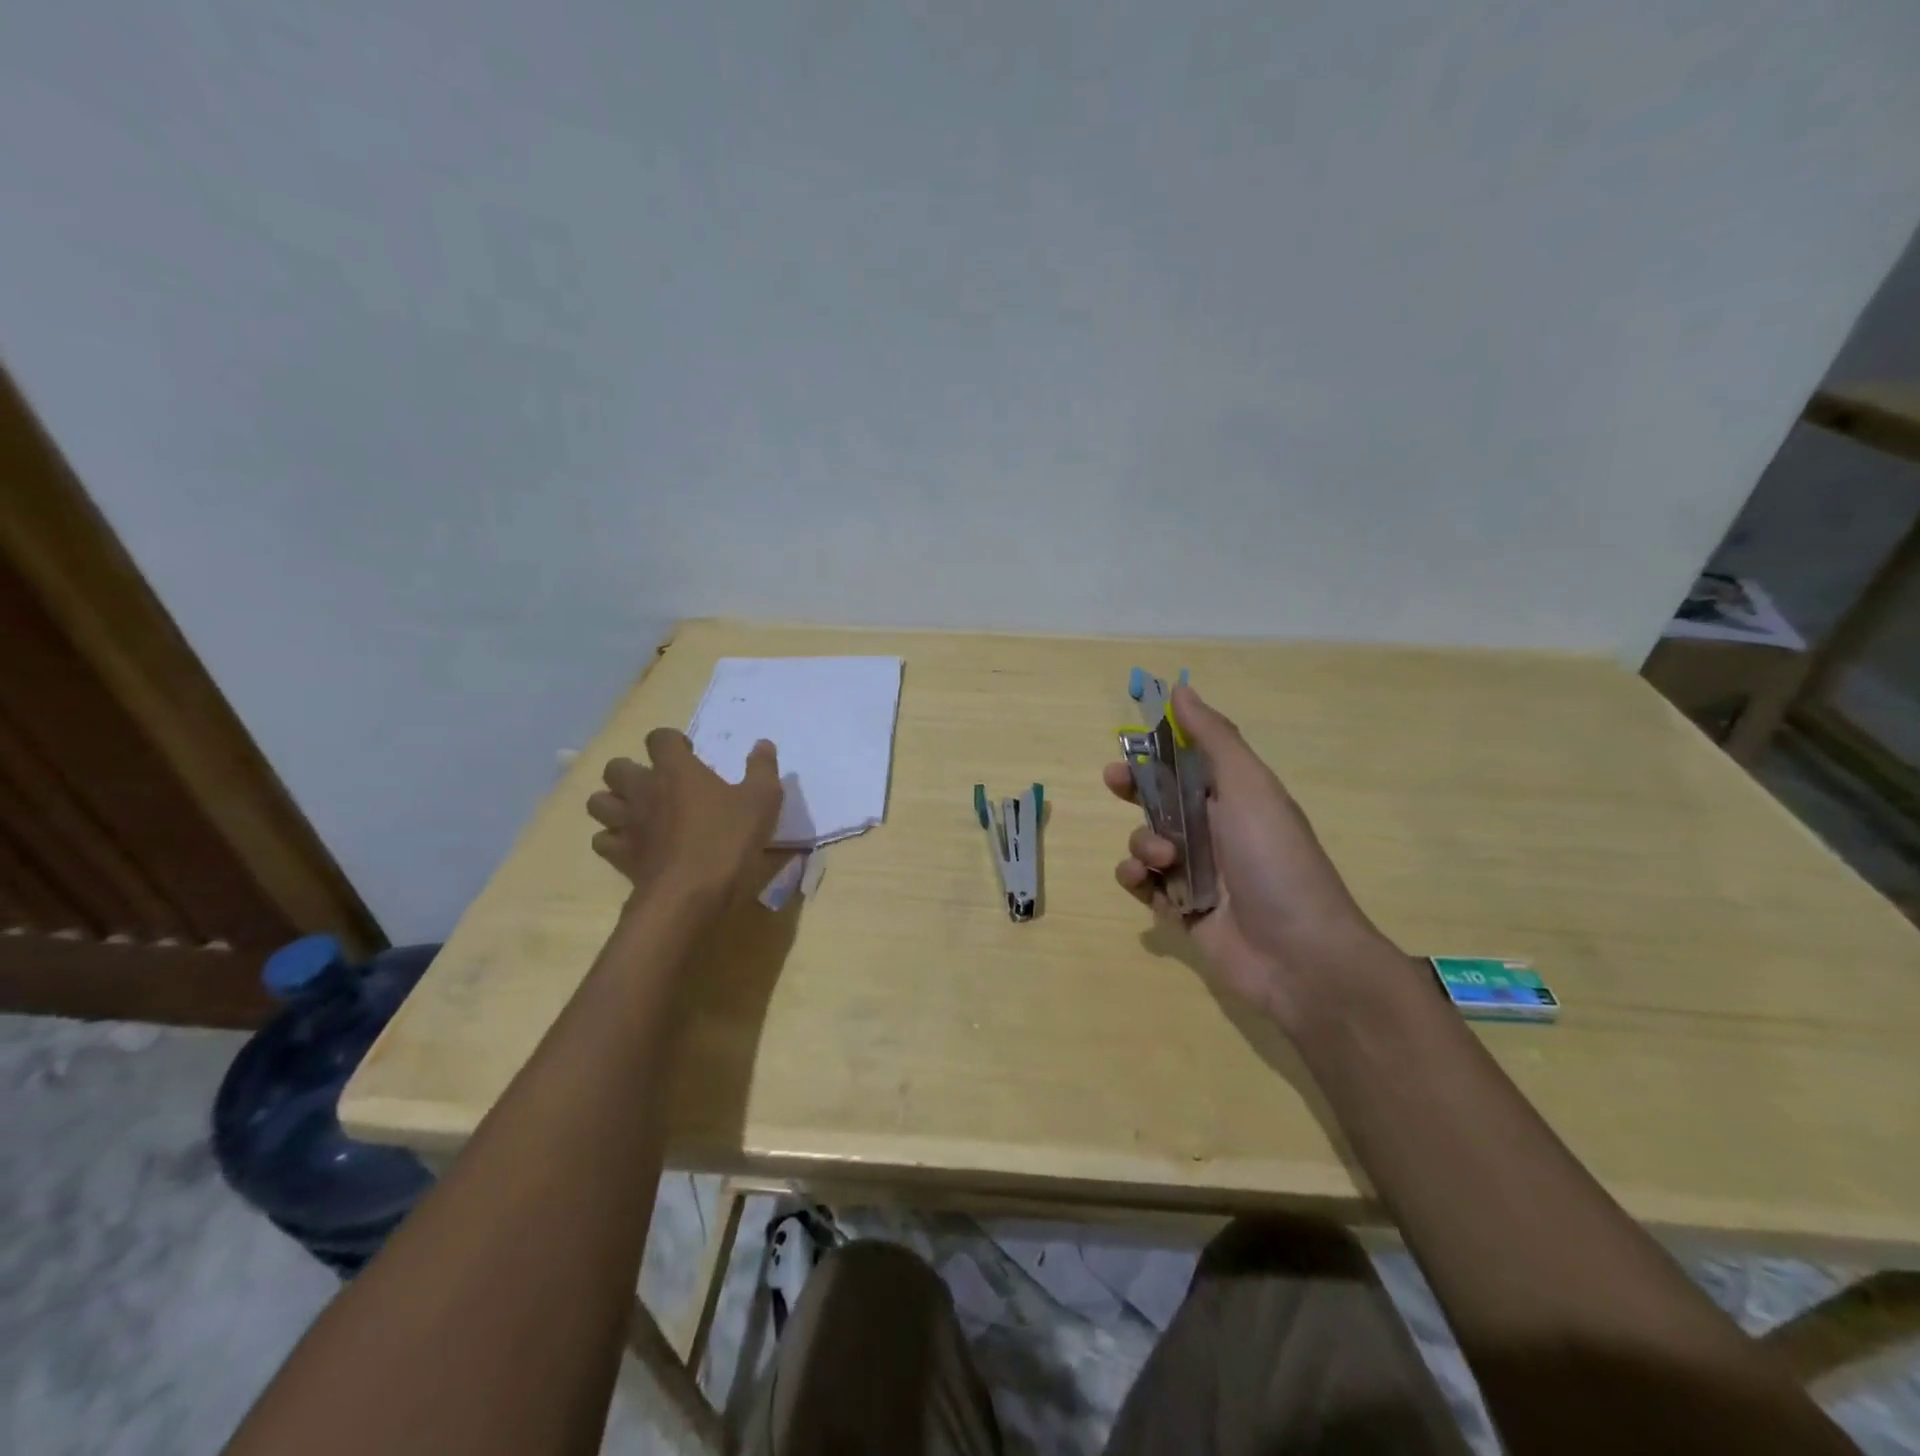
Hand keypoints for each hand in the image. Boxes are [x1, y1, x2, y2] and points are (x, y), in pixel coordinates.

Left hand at [586, 730, 782, 899]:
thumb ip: (762, 768)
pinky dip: (612, 838)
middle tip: (657, 784)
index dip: (671, 741)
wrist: (691, 893)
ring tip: (636, 811)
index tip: (688, 754)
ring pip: (598, 802)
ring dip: (614, 802)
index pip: (659, 738)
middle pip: (616, 767)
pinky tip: (632, 844)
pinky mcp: (618, 855)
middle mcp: (642, 789)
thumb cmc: (728, 839)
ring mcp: (625, 823)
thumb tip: (763, 743)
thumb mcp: (762, 800)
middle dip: (632, 770)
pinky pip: (602, 839)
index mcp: (675, 770)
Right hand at [1102, 684, 1398, 1028]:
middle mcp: (1214, 831)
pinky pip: (1141, 883)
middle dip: (1134, 789)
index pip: (1188, 763)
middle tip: (1114, 782)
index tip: (1131, 739)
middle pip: (1160, 800)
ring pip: (1145, 841)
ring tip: (1162, 859)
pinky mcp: (1179, 910)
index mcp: (1234, 798)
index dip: (1158, 749)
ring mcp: (1196, 873)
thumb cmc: (1274, 859)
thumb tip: (1182, 690)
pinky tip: (1145, 880)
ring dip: (1142, 841)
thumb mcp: (1249, 787)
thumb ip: (1214, 738)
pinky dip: (1136, 878)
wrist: (1299, 955)